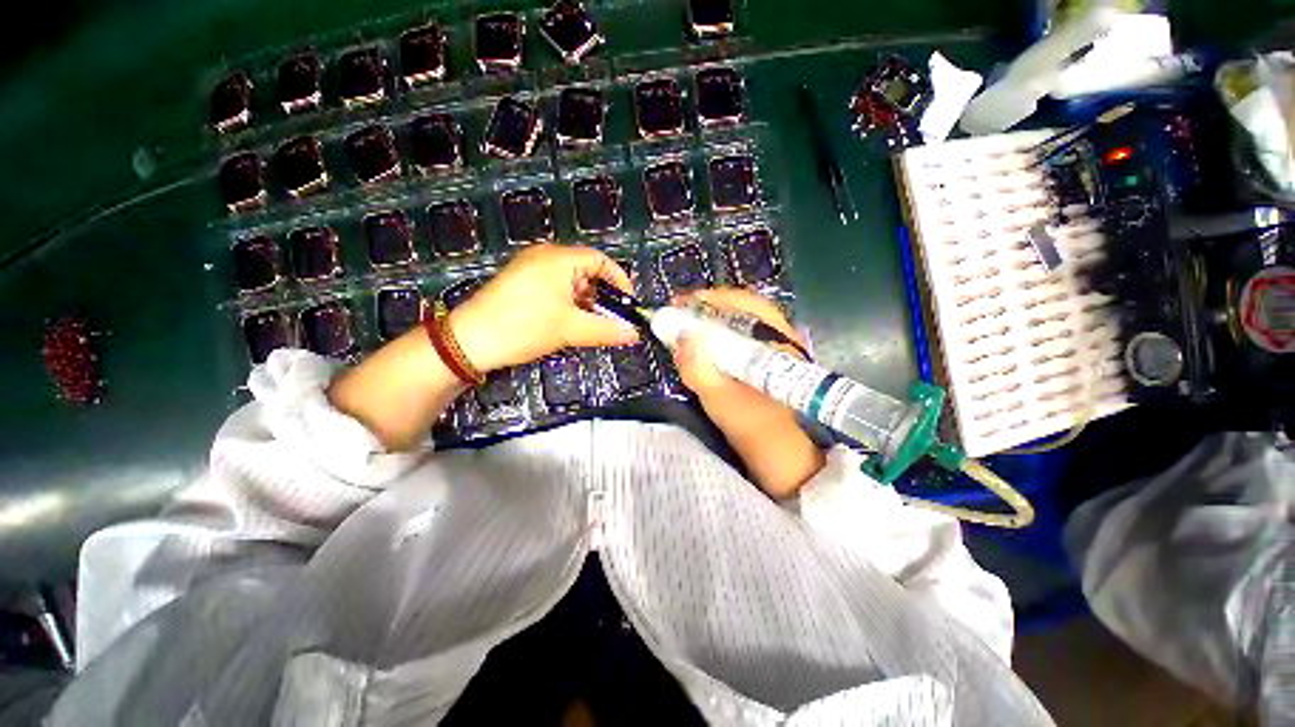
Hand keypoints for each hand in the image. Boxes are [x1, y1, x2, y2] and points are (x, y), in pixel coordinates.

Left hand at [450, 244, 639, 371]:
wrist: (469, 341)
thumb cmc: (523, 327)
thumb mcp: (570, 329)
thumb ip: (607, 330)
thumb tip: (634, 334)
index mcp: (559, 259)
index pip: (601, 260)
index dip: (619, 281)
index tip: (628, 304)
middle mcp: (545, 257)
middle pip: (586, 271)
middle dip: (602, 296)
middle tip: (611, 320)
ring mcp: (530, 270)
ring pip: (571, 283)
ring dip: (585, 303)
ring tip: (591, 326)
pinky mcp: (521, 284)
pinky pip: (555, 289)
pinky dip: (568, 304)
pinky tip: (570, 324)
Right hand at [671, 288, 824, 497]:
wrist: (789, 463)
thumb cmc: (760, 433)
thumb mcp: (725, 403)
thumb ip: (701, 370)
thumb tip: (680, 336)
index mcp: (779, 340)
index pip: (742, 303)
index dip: (707, 300)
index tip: (676, 306)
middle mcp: (781, 336)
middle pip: (740, 309)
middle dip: (704, 309)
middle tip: (674, 317)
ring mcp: (776, 350)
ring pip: (739, 324)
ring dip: (709, 323)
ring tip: (683, 330)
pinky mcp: (768, 364)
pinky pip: (739, 341)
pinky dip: (717, 339)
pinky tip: (701, 348)